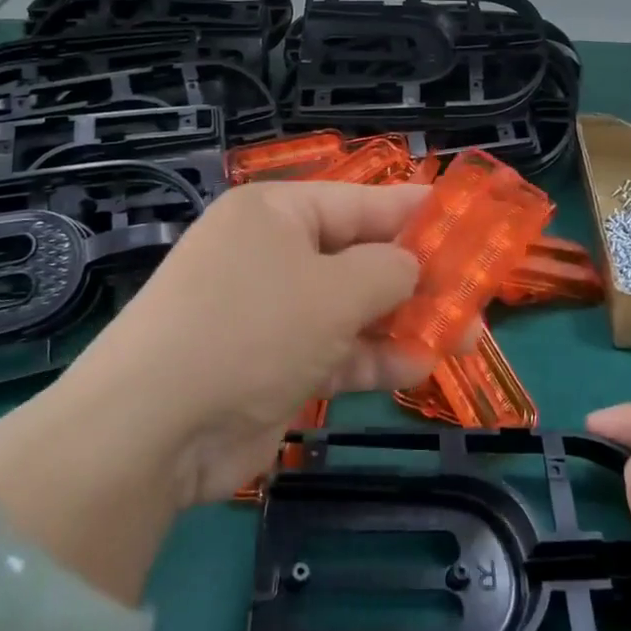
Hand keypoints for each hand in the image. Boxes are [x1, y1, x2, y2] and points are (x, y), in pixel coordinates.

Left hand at [64, 182, 432, 502]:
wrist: (154, 429)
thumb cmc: (253, 328)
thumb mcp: (335, 290)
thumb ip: (389, 271)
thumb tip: (413, 266)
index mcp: (277, 213)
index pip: (361, 201)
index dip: (417, 210)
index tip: (468, 219)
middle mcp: (272, 254)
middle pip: (360, 255)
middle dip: (419, 276)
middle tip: (476, 291)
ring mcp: (271, 312)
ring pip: (353, 307)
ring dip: (404, 321)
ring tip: (468, 336)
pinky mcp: (271, 364)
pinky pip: (334, 350)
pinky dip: (373, 358)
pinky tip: (419, 368)